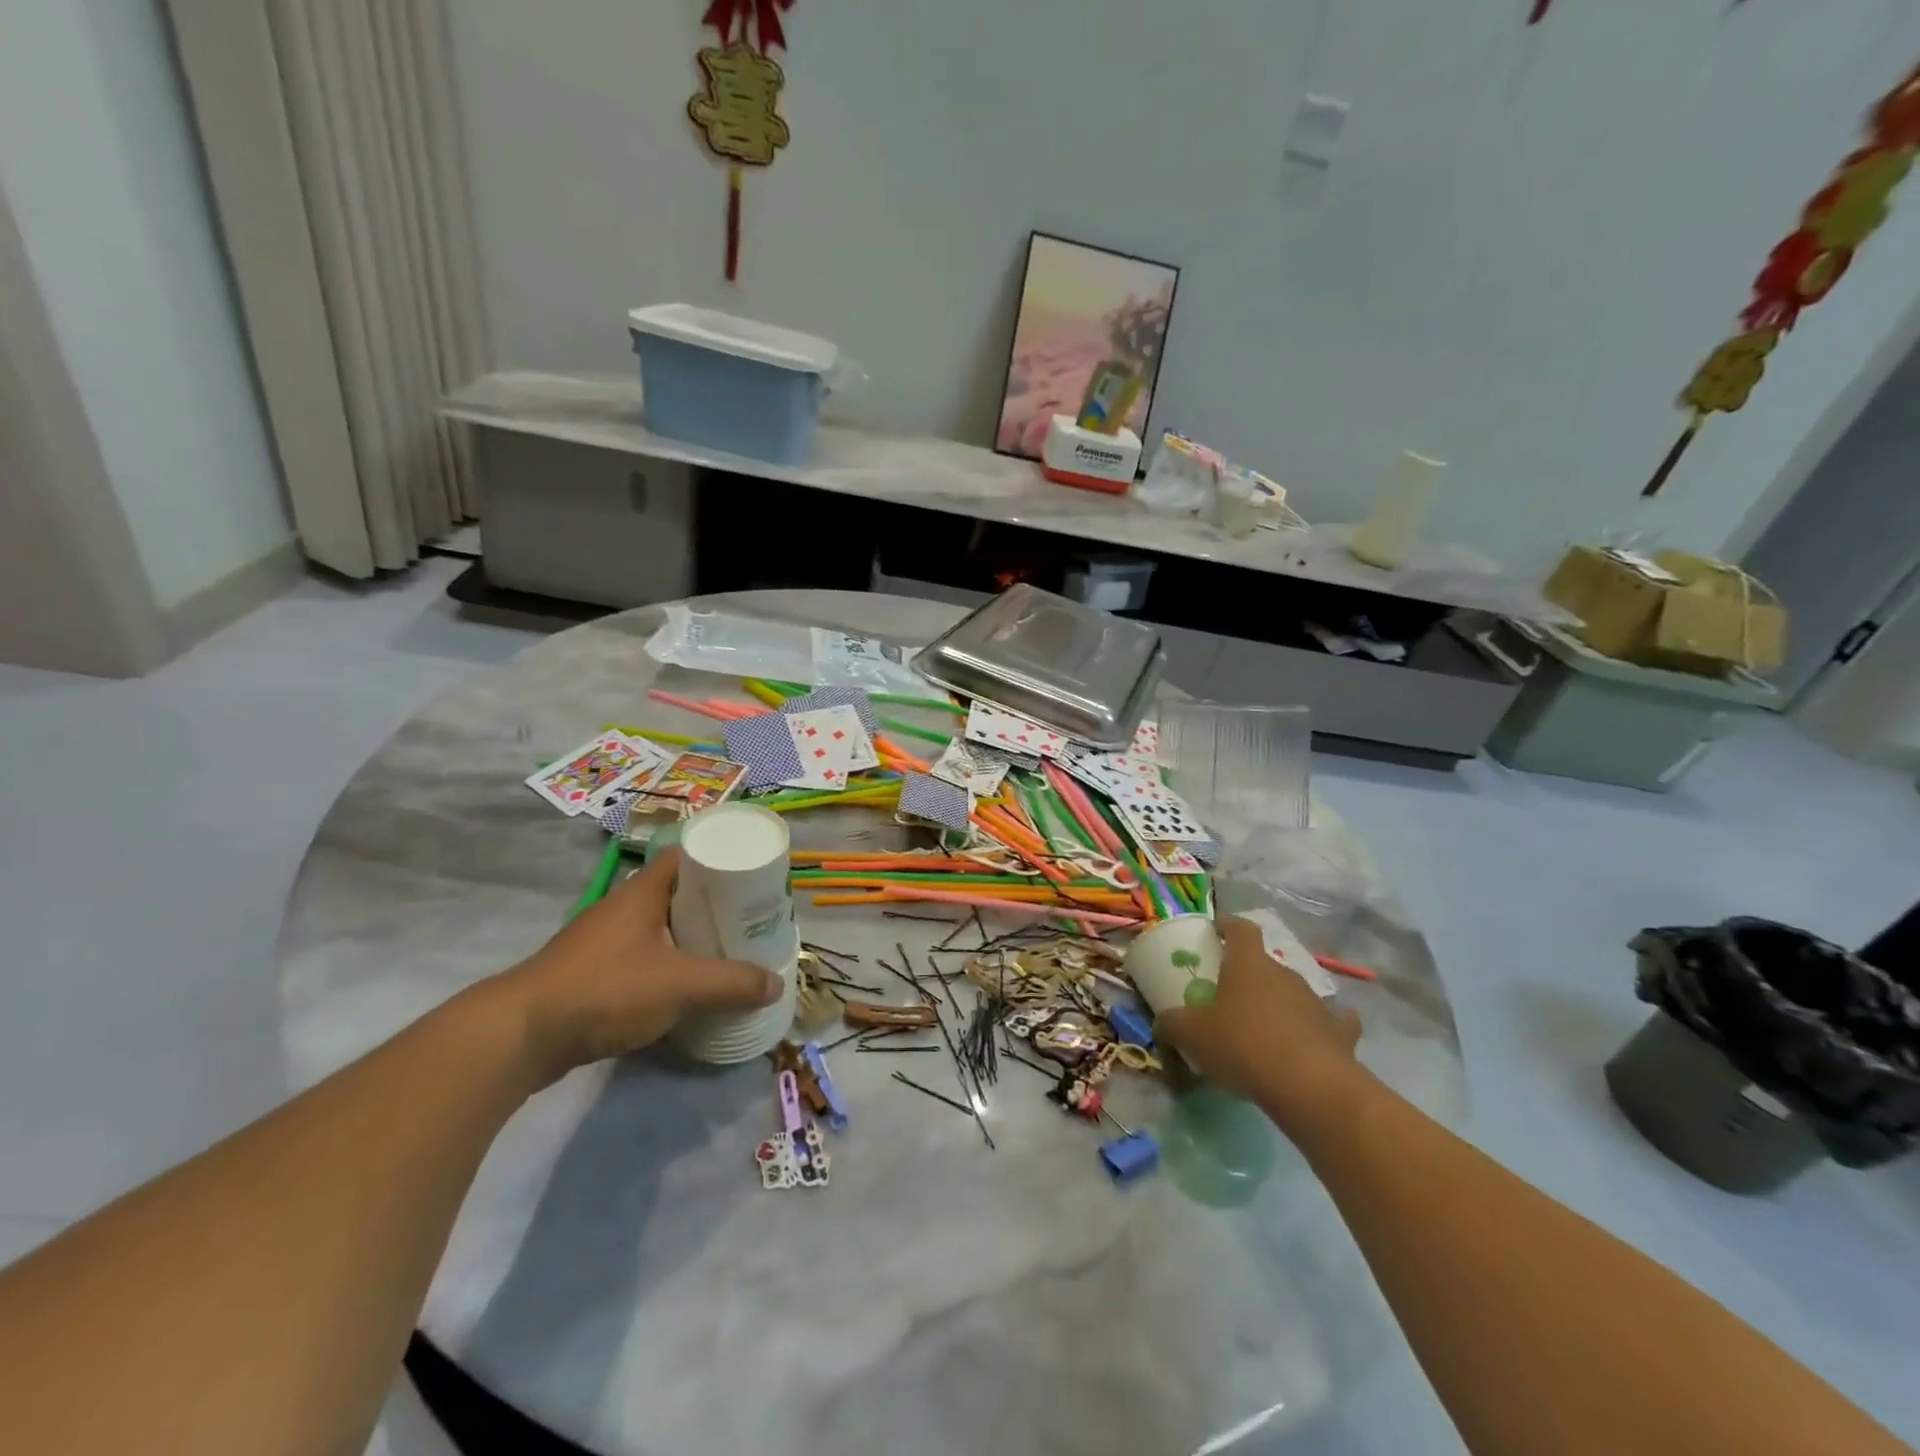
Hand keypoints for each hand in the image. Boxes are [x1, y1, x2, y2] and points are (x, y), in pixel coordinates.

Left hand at [494, 848, 781, 1083]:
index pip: (686, 855)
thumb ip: (731, 984)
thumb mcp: (680, 985)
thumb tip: (776, 985)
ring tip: (727, 950)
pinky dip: (668, 964)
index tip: (750, 873)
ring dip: (690, 936)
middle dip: (713, 903)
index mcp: (643, 892)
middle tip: (749, 917)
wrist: (520, 1036)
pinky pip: (642, 956)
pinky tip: (686, 985)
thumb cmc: (606, 989)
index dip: (718, 857)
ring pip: (659, 927)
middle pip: (677, 892)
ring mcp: (603, 941)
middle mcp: (623, 908)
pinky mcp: (592, 973)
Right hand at [1155, 916, 1363, 1123]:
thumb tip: (1162, 1024)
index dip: (1228, 926)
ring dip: (1281, 1004)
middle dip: (1250, 977)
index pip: (1241, 928)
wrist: (1310, 1087)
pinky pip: (1333, 1022)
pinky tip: (1312, 1042)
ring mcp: (1317, 1001)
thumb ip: (1172, 1024)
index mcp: (1248, 963)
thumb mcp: (1192, 1035)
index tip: (1217, 932)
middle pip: (1265, 964)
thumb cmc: (1243, 1045)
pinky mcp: (1342, 1032)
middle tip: (1231, 998)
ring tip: (1265, 1030)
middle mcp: (1285, 973)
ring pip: (1294, 992)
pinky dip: (1323, 1028)